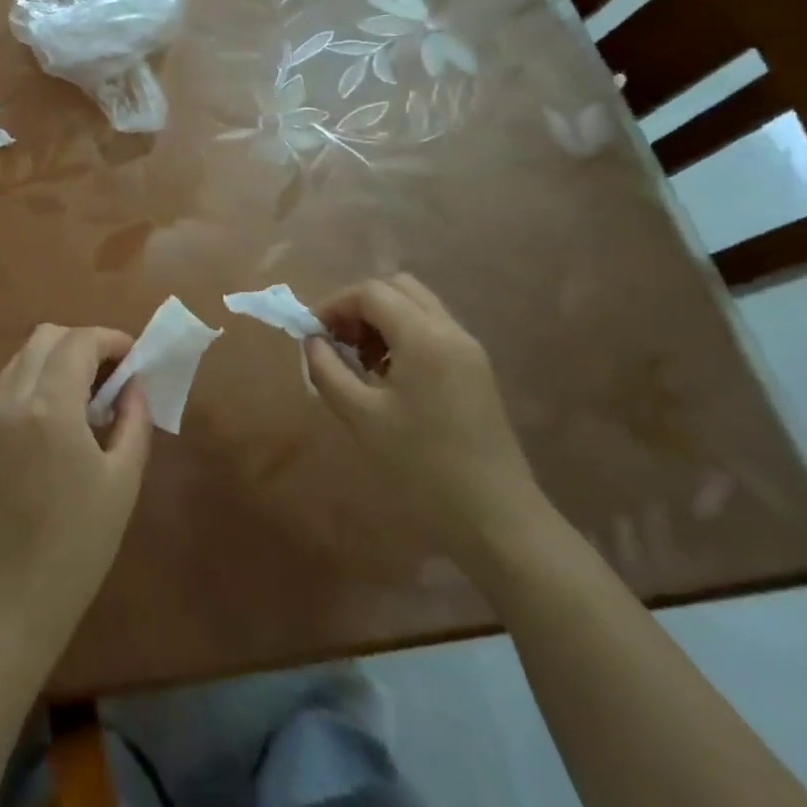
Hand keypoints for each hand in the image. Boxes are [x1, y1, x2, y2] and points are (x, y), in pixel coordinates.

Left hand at [0, 325, 151, 655]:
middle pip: (44, 337)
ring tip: (84, 397)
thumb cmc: (78, 544)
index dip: (112, 340)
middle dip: (82, 343)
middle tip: (111, 375)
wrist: (9, 599)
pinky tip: (55, 422)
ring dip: (55, 360)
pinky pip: (6, 388)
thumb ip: (133, 420)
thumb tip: (133, 386)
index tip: (135, 357)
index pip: (79, 342)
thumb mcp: (123, 481)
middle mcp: (11, 399)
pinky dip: (34, 383)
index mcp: (50, 406)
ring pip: (21, 359)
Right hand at [305, 275, 546, 567]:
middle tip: (337, 340)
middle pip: (398, 288)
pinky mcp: (476, 370)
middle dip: (360, 305)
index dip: (334, 304)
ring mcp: (469, 350)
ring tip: (359, 361)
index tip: (311, 332)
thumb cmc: (422, 465)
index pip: (371, 293)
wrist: (496, 517)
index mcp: (424, 337)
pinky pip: (433, 330)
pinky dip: (403, 336)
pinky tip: (388, 377)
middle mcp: (450, 331)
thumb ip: (328, 370)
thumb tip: (312, 341)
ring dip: (382, 319)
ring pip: (417, 307)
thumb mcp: (361, 417)